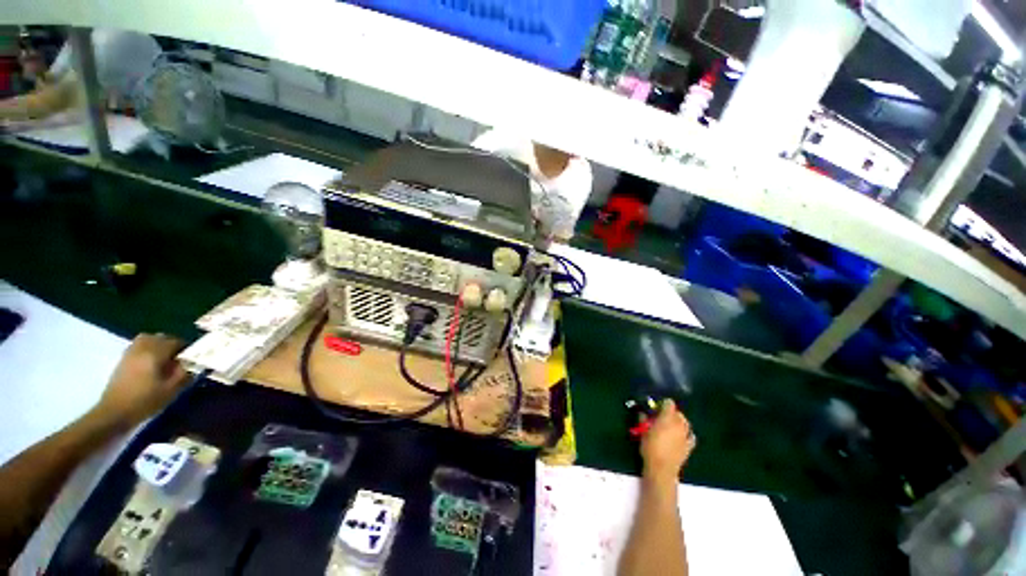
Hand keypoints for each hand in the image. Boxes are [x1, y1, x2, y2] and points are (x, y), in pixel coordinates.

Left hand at [94, 334, 189, 427]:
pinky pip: (137, 346)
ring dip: (157, 344)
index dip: (186, 348)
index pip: (175, 341)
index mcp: (155, 354)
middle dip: (171, 344)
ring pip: (146, 339)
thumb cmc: (145, 401)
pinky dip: (146, 349)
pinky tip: (149, 362)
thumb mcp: (171, 390)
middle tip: (178, 358)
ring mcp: (130, 353)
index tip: (191, 358)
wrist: (114, 412)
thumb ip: (184, 373)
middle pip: (160, 337)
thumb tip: (192, 363)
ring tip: (164, 358)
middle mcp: (142, 348)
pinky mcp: (122, 360)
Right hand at [641, 400, 695, 483]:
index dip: (663, 403)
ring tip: (671, 426)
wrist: (662, 469)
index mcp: (667, 418)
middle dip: (671, 413)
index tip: (656, 407)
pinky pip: (691, 436)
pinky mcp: (689, 446)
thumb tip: (643, 413)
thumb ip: (643, 419)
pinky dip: (687, 434)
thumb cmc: (650, 447)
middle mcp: (679, 424)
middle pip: (678, 413)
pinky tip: (682, 436)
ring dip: (679, 422)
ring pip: (686, 423)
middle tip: (661, 417)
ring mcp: (686, 435)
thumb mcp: (643, 431)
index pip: (669, 403)